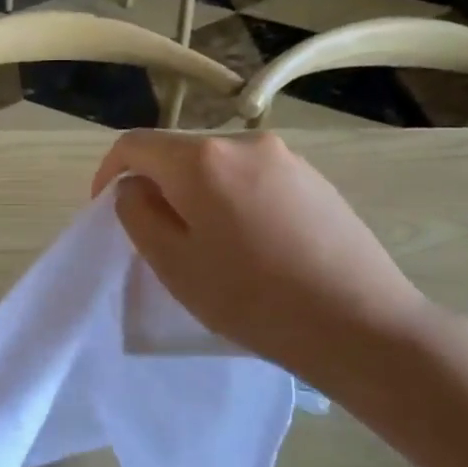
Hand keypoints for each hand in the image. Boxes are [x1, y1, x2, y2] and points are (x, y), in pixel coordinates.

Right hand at [92, 132, 434, 396]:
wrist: (361, 324)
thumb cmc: (252, 298)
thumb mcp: (173, 262)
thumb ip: (138, 213)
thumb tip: (136, 187)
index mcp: (202, 159)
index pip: (135, 145)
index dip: (109, 172)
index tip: (106, 208)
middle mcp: (244, 143)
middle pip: (178, 153)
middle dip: (156, 186)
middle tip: (156, 235)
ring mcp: (286, 158)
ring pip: (218, 166)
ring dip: (196, 194)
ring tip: (206, 244)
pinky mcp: (315, 179)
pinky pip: (254, 178)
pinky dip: (233, 200)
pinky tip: (251, 244)